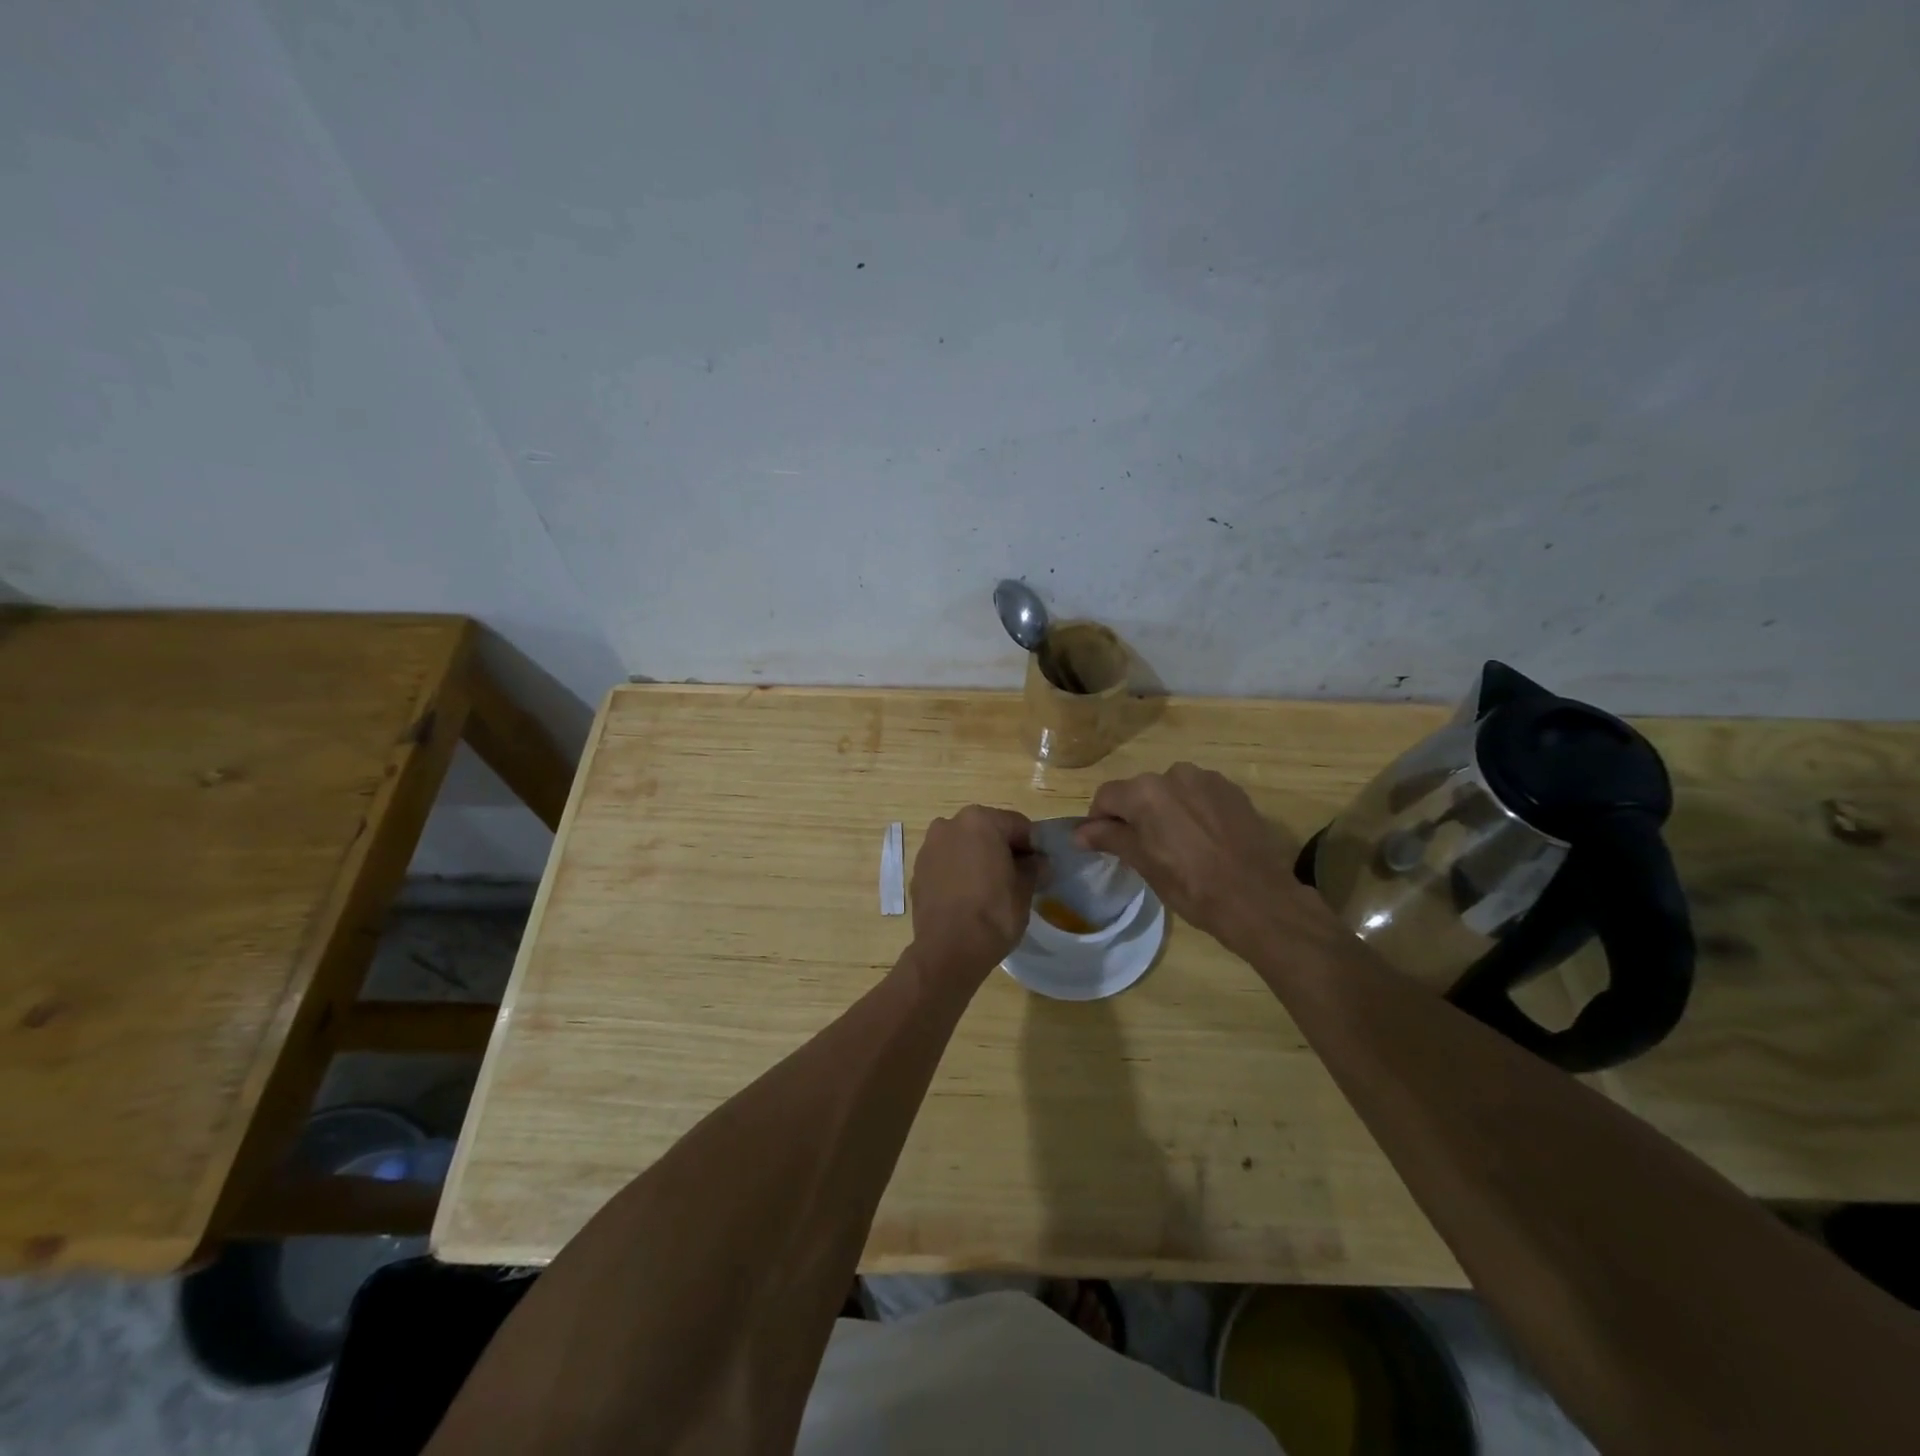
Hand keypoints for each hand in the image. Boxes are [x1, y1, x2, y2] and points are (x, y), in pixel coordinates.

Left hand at [910, 806, 1040, 980]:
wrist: (948, 950)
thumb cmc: (993, 913)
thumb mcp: (1024, 889)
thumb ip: (1033, 867)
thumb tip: (1038, 862)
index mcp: (979, 820)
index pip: (1017, 825)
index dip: (1032, 846)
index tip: (1040, 867)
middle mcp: (949, 824)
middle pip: (987, 831)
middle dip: (1002, 849)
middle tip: (1017, 877)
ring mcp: (929, 847)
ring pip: (963, 846)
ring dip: (978, 858)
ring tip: (991, 888)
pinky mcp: (917, 870)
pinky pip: (946, 863)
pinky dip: (958, 872)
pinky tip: (968, 896)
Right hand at [1075, 762, 1323, 954]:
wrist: (1257, 898)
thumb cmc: (1191, 885)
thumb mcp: (1143, 863)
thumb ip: (1109, 838)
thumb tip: (1079, 832)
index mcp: (1145, 792)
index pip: (1107, 796)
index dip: (1099, 820)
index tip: (1104, 844)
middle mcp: (1174, 774)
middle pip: (1139, 791)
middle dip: (1135, 814)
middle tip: (1143, 848)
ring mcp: (1207, 779)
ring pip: (1171, 791)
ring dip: (1166, 810)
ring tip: (1178, 844)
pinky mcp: (1233, 790)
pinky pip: (1199, 795)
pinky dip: (1193, 811)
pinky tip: (1204, 839)